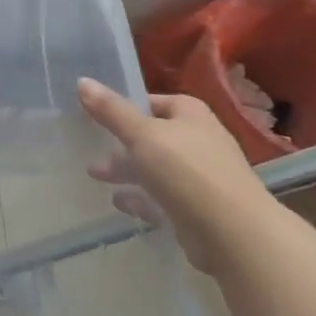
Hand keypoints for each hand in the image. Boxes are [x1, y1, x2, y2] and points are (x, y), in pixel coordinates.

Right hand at [77, 78, 277, 274]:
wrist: (233, 234)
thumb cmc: (186, 171)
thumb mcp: (142, 134)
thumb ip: (111, 110)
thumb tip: (82, 80)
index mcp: (190, 115)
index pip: (154, 102)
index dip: (126, 106)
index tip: (98, 113)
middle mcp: (198, 141)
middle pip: (152, 136)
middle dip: (121, 143)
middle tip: (92, 149)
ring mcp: (200, 177)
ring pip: (155, 168)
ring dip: (127, 170)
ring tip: (95, 176)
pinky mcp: (197, 209)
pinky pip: (162, 198)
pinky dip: (140, 198)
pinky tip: (119, 202)